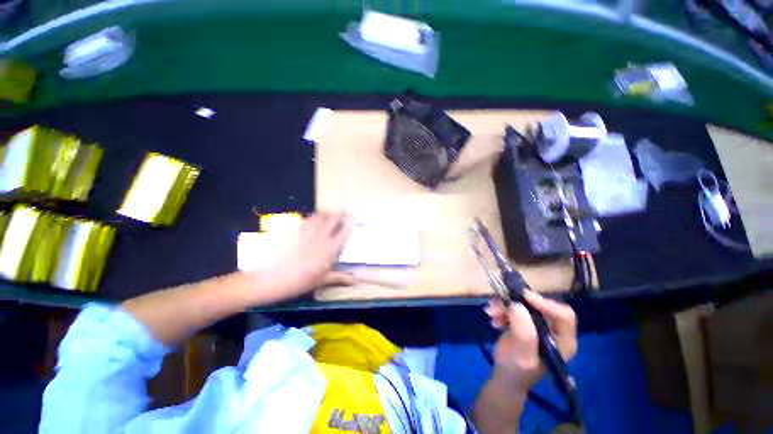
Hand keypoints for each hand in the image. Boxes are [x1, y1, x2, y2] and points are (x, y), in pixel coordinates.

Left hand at [264, 212, 355, 298]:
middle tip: (343, 212)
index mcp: (329, 250)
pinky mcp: (296, 233)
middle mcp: (320, 238)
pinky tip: (314, 219)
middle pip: (332, 219)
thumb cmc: (300, 282)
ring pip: (320, 217)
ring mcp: (307, 234)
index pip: (343, 233)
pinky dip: (313, 217)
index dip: (350, 224)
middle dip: (339, 214)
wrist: (274, 279)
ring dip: (327, 214)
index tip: (354, 219)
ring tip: (330, 213)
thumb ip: (340, 277)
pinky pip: (306, 220)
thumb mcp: (322, 280)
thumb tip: (356, 280)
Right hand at [485, 290, 577, 391]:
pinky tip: (492, 318)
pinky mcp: (523, 321)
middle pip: (539, 306)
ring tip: (491, 313)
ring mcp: (537, 324)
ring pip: (523, 304)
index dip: (545, 303)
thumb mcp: (522, 355)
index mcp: (563, 340)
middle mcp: (553, 329)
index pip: (563, 315)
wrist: (505, 376)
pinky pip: (512, 307)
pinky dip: (501, 308)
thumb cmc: (517, 370)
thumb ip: (523, 332)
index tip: (523, 296)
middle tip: (498, 304)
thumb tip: (516, 305)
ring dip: (504, 305)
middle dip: (516, 303)